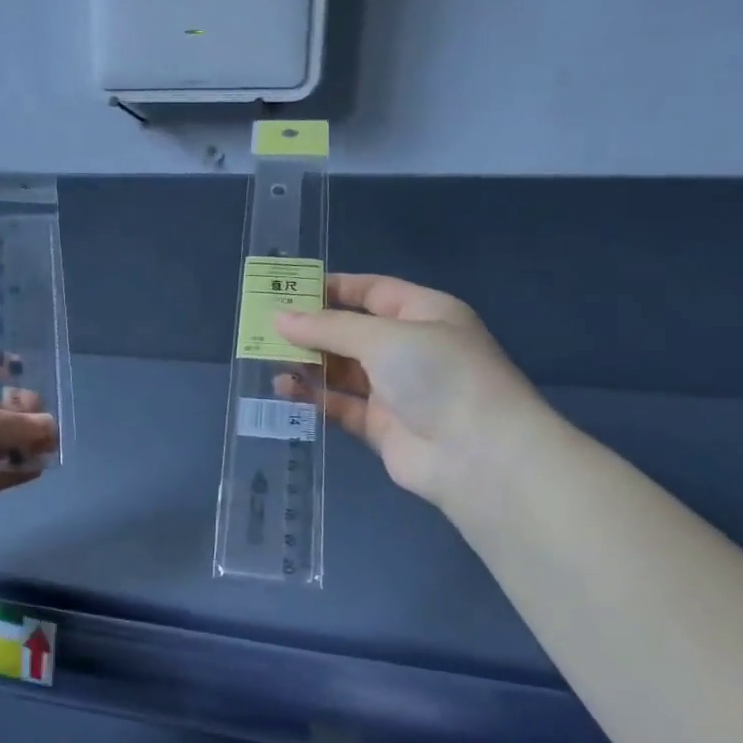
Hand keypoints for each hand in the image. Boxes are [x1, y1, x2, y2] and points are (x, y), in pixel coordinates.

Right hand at [274, 274, 544, 506]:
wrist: (477, 454)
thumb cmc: (437, 374)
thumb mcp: (383, 337)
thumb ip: (329, 327)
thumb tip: (280, 318)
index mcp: (423, 313)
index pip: (372, 290)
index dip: (333, 288)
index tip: (288, 289)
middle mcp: (409, 348)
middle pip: (352, 331)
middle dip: (311, 329)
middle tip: (264, 327)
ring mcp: (396, 389)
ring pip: (342, 370)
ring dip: (308, 364)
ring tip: (268, 359)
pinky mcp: (381, 426)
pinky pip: (340, 405)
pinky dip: (314, 397)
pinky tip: (284, 389)